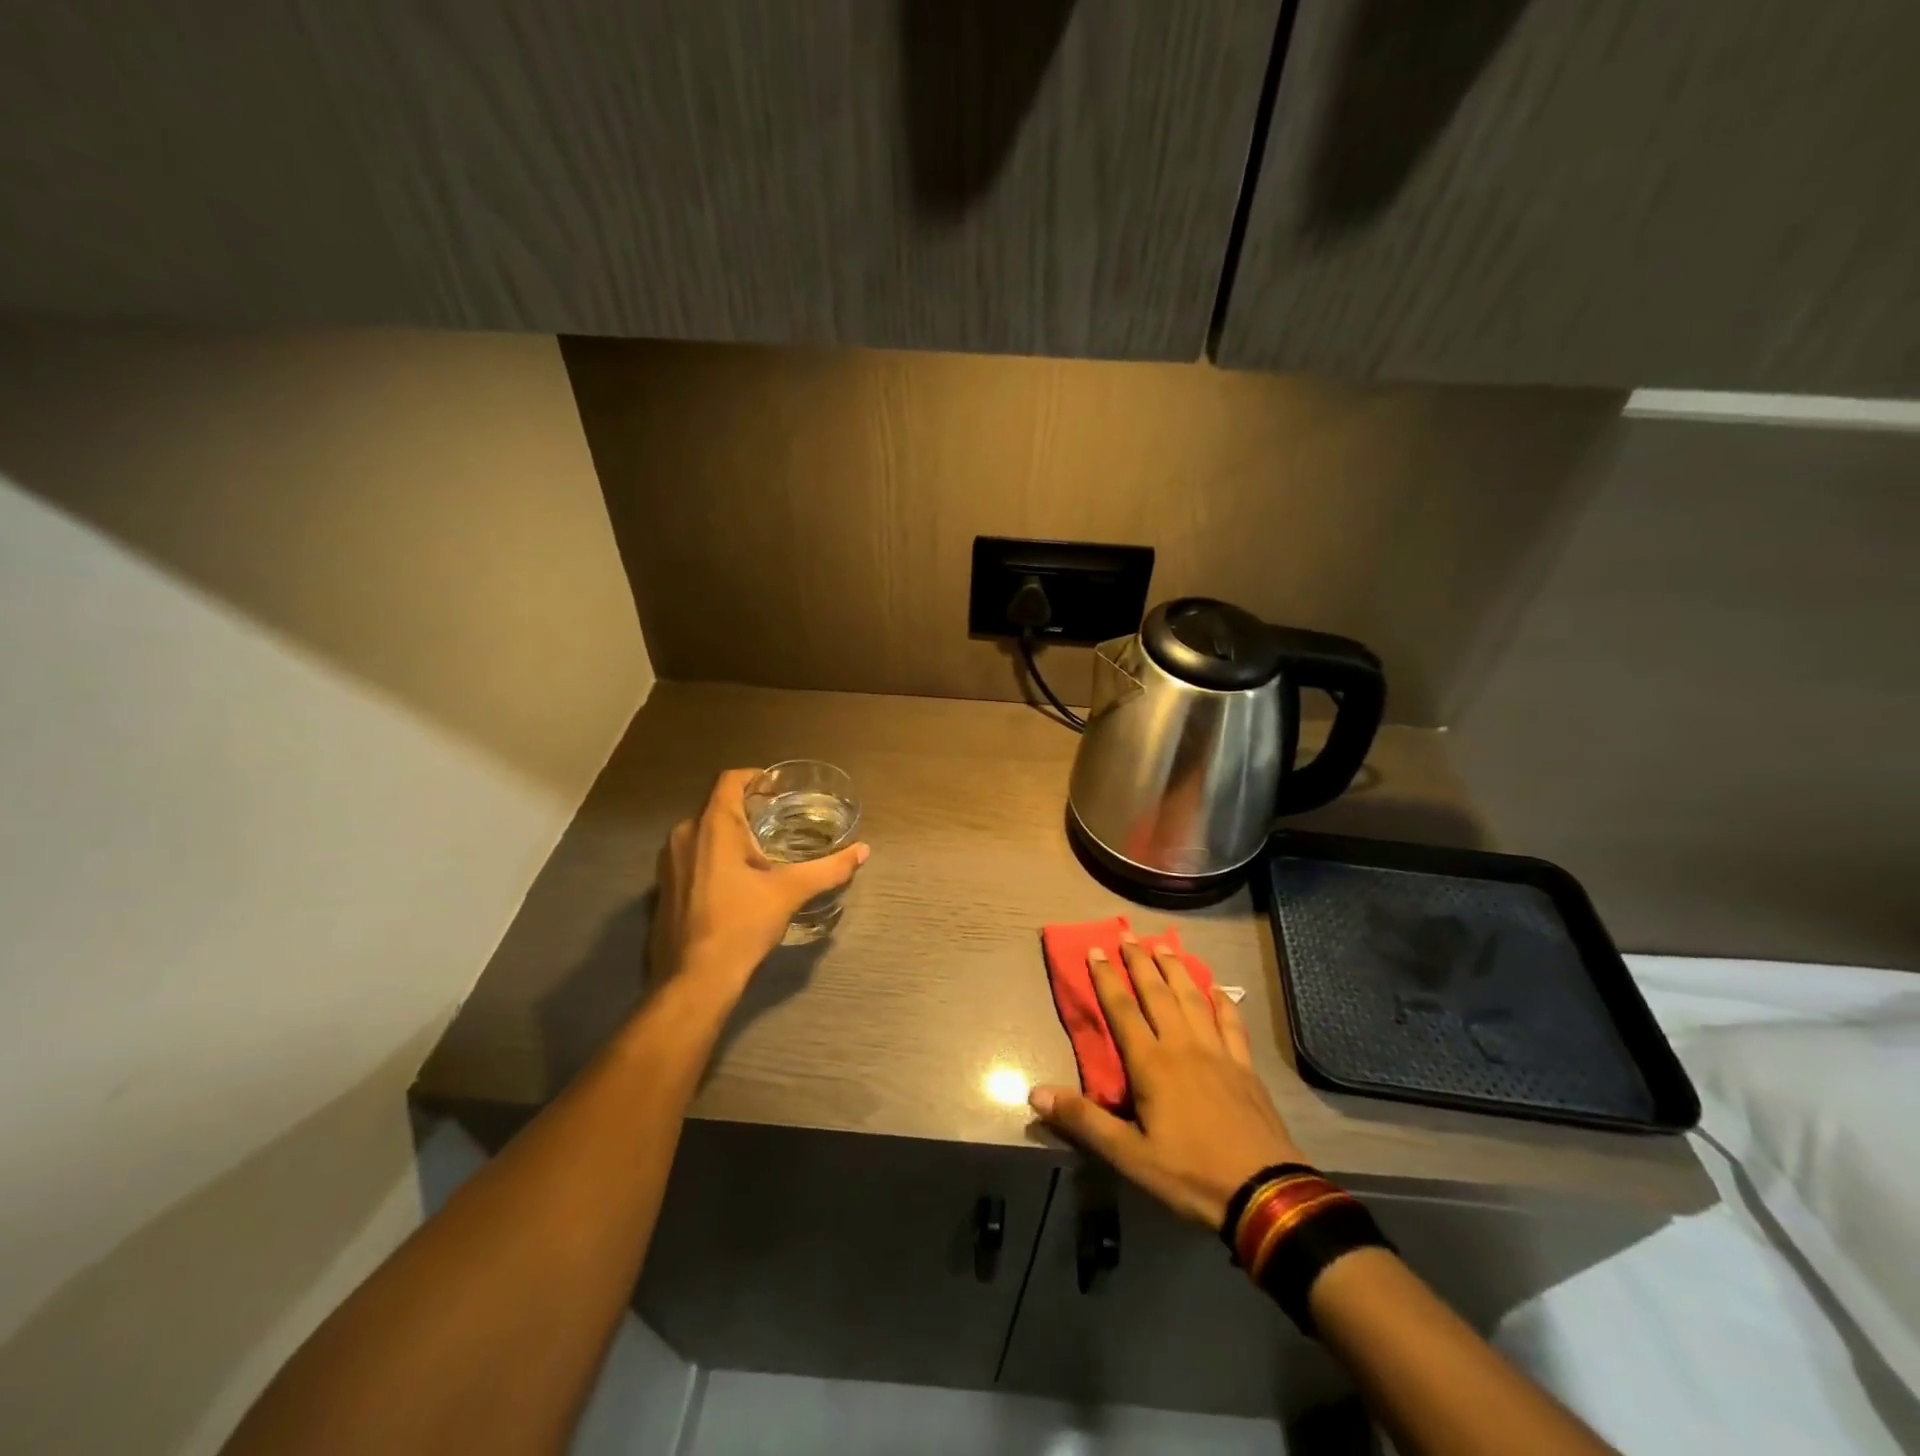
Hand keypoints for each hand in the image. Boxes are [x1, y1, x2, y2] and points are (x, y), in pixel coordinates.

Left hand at [650, 768, 868, 994]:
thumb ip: (828, 868)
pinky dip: (715, 855)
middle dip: (748, 809)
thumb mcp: (790, 892)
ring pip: (704, 831)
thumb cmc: (742, 924)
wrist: (695, 978)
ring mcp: (669, 861)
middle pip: (717, 805)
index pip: (730, 779)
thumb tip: (863, 851)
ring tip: (763, 850)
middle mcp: (684, 834)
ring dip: (730, 834)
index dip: (755, 777)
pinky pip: (693, 854)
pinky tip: (738, 879)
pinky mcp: (664, 886)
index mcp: (713, 826)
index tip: (779, 789)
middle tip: (780, 821)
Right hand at [1029, 931, 1303, 1228]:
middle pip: (1157, 993)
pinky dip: (1223, 1002)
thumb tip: (1035, 1093)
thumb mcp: (1129, 1155)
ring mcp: (1218, 1053)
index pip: (1122, 1009)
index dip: (1106, 978)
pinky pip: (1231, 1024)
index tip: (1095, 950)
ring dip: (1176, 970)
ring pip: (1193, 999)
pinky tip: (1218, 988)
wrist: (1264, 1193)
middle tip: (1127, 934)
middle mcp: (1183, 1046)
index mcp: (1152, 1064)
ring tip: (1163, 946)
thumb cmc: (1190, 1174)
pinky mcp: (1244, 1067)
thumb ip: (1083, 1120)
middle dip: (1139, 962)